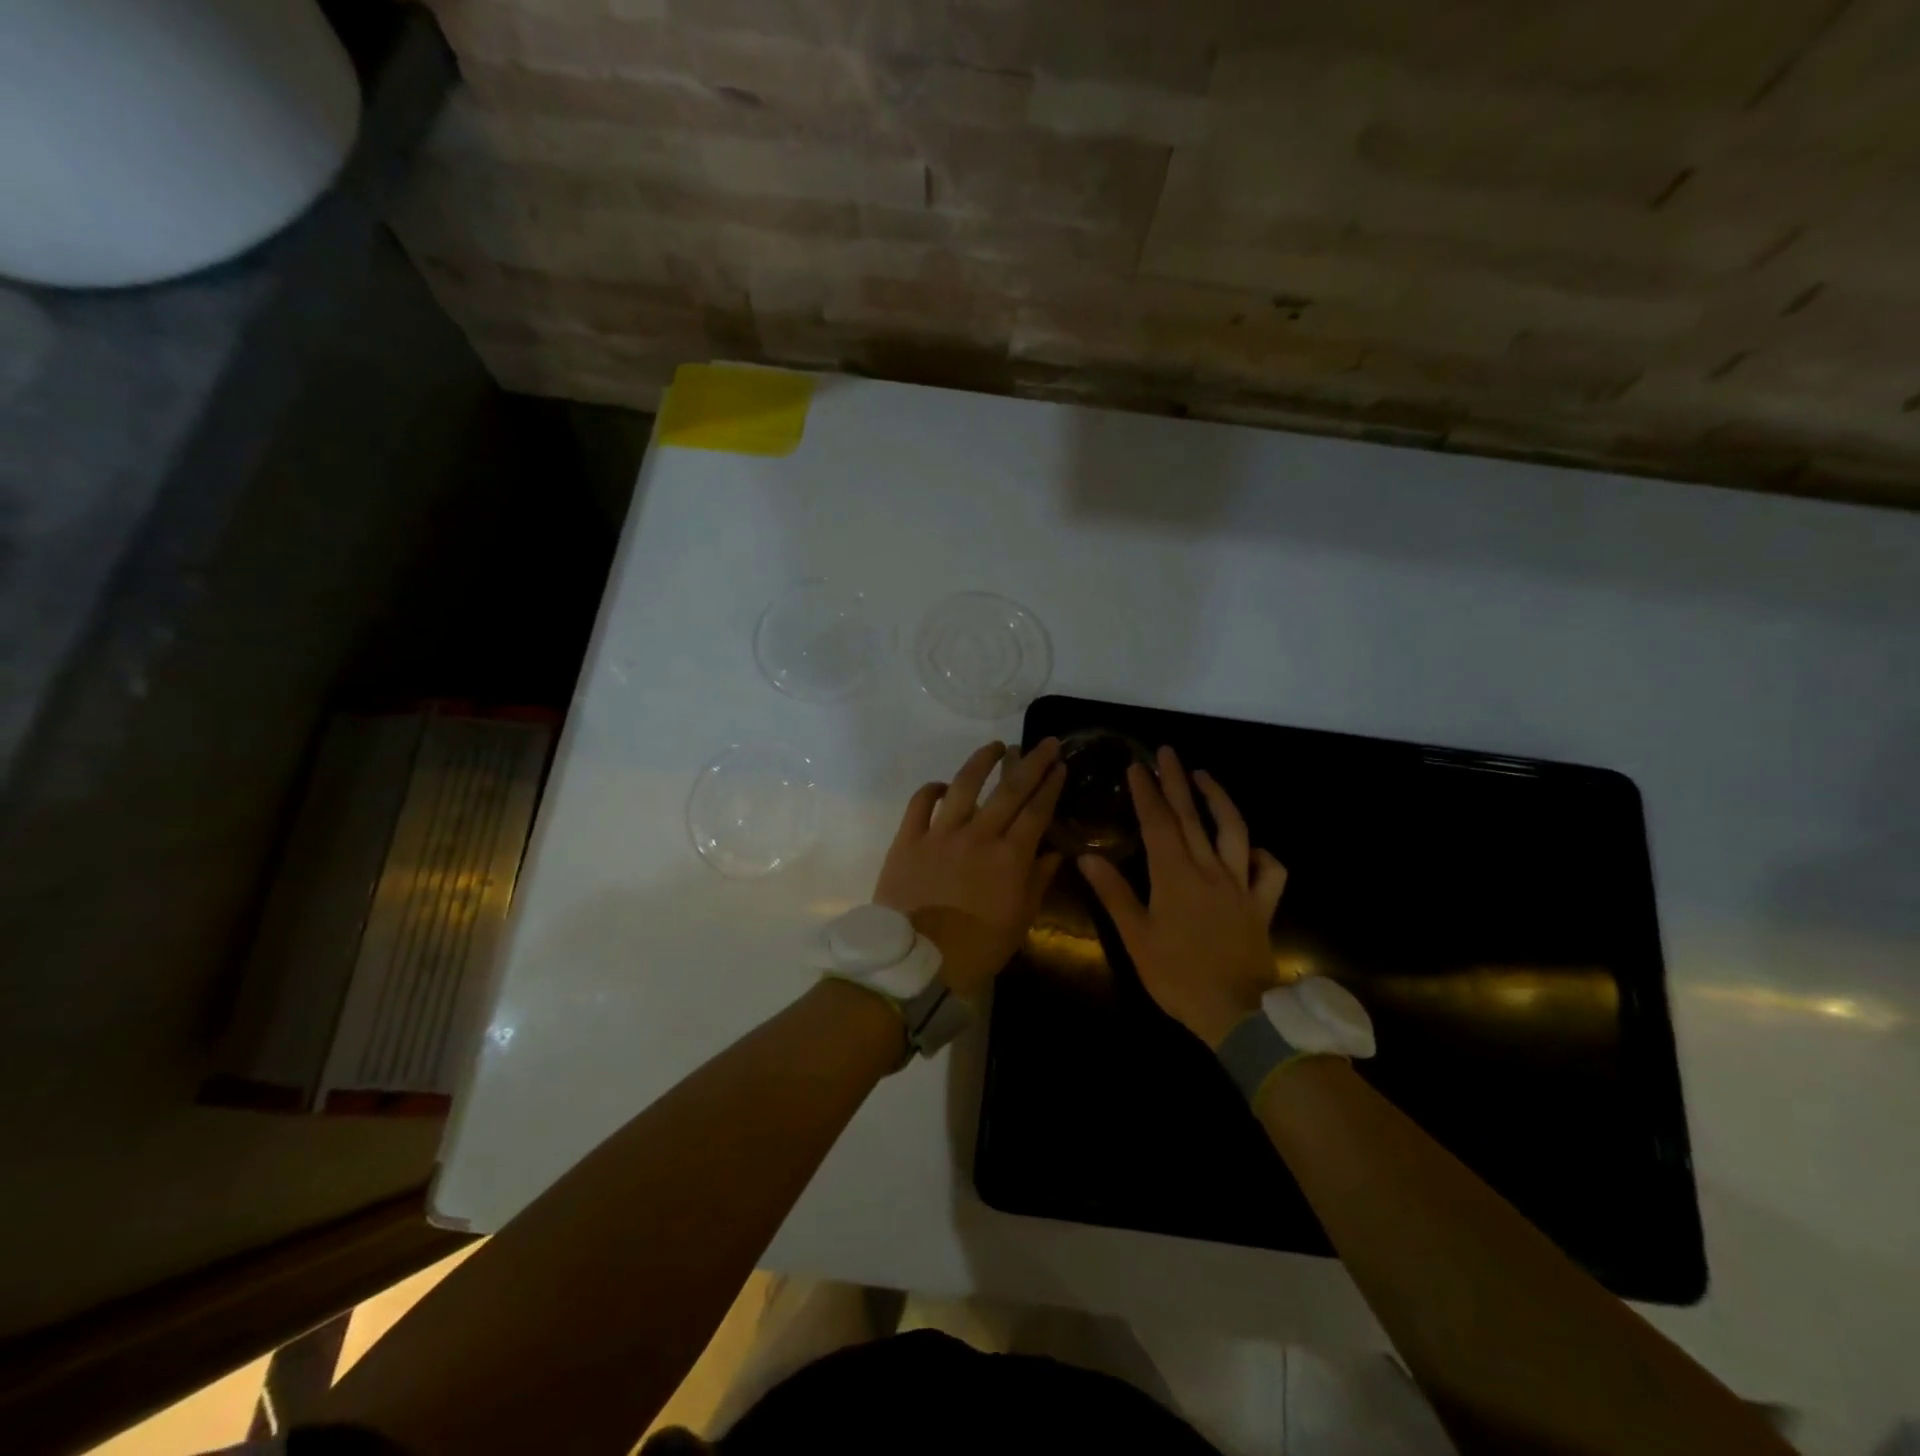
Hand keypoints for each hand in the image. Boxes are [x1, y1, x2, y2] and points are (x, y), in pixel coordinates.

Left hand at [874, 739, 1066, 998]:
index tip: (1061, 765)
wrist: (917, 962)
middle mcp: (978, 835)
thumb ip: (1038, 881)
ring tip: (996, 746)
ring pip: (964, 784)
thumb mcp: (1020, 921)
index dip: (1051, 785)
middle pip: (1009, 790)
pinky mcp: (908, 839)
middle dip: (1031, 762)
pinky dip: (931, 789)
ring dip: (983, 761)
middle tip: (1045, 743)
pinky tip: (942, 784)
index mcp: (1010, 857)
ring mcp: (940, 833)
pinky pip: (920, 803)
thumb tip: (1056, 851)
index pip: (1037, 811)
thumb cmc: (977, 948)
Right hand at [1079, 746, 1287, 1046]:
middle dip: (1177, 781)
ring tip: (1205, 776)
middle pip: (1192, 817)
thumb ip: (1113, 894)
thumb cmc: (1178, 977)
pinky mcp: (1261, 905)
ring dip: (1219, 800)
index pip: (1158, 823)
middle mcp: (1210, 870)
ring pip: (1234, 832)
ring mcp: (1240, 886)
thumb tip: (1087, 856)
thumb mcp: (1136, 938)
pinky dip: (1263, 855)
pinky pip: (1271, 872)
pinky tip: (1252, 848)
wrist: (1237, 1013)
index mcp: (1175, 876)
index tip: (1137, 766)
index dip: (1146, 792)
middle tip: (1167, 752)